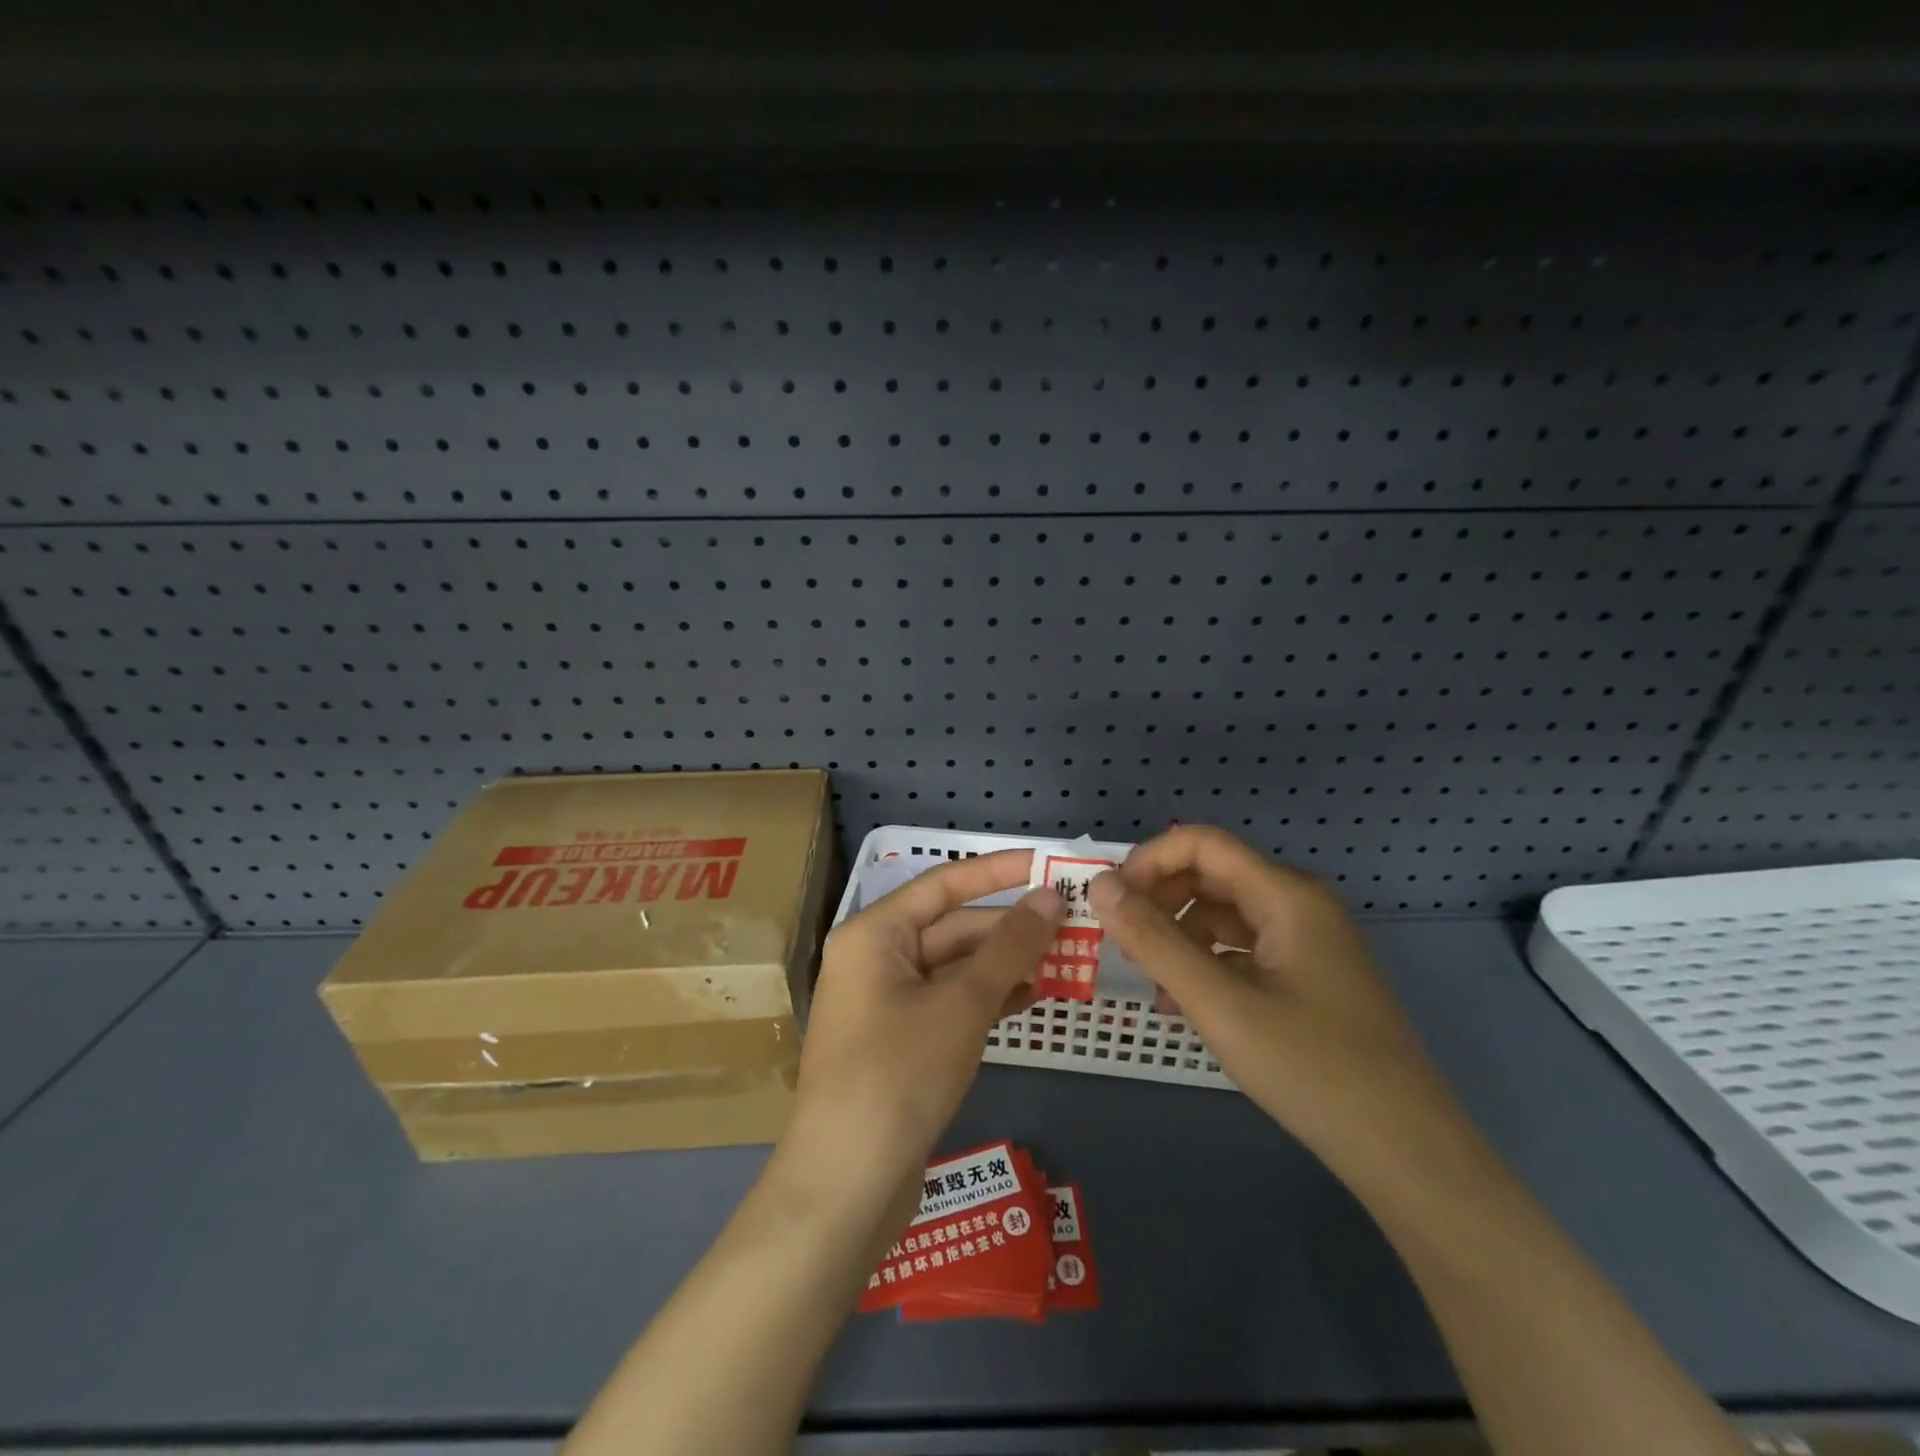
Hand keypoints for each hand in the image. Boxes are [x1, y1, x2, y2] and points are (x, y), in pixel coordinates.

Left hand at [777, 851, 1065, 1219]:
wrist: (845, 1188)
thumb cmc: (898, 1075)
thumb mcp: (962, 1005)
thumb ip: (1009, 947)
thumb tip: (1051, 896)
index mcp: (873, 934)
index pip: (944, 884)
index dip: (999, 871)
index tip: (1050, 865)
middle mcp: (874, 959)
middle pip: (952, 927)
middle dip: (1010, 928)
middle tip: (1073, 925)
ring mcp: (885, 1002)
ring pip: (955, 967)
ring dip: (1005, 964)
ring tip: (1063, 962)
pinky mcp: (900, 1041)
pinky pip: (950, 1002)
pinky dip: (988, 998)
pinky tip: (1030, 999)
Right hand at [1089, 826, 1468, 1185]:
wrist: (1405, 1151)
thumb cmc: (1309, 1067)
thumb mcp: (1218, 1002)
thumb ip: (1153, 939)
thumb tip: (1100, 885)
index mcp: (1286, 894)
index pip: (1201, 843)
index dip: (1148, 861)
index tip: (1111, 903)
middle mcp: (1299, 904)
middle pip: (1212, 875)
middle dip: (1160, 900)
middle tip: (1122, 944)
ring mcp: (1308, 941)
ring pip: (1225, 914)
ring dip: (1180, 936)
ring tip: (1151, 981)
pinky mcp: (1309, 976)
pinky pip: (1244, 949)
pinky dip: (1207, 963)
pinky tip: (1185, 1004)